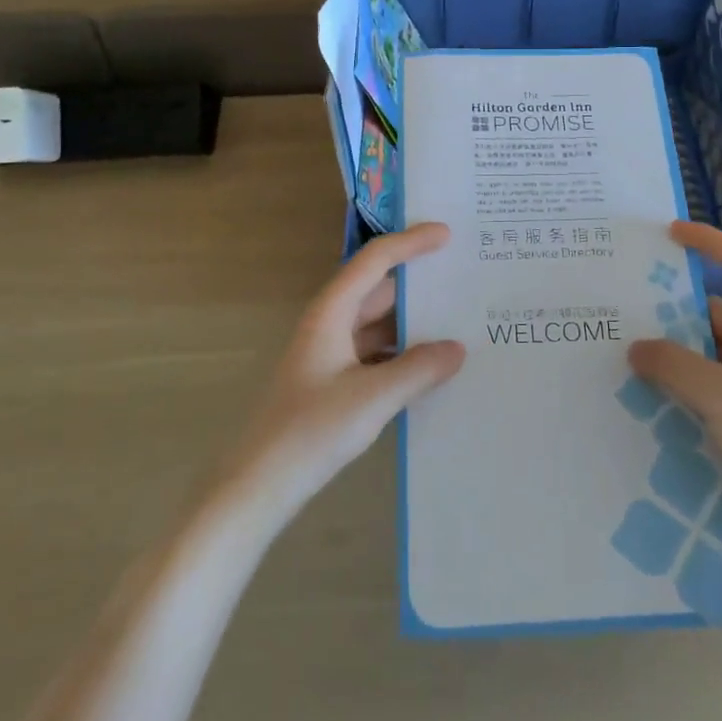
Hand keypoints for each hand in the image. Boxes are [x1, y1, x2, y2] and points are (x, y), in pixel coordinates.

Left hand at [221, 223, 464, 521]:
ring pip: (379, 324)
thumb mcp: (372, 399)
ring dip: (413, 323)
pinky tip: (432, 368)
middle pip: (378, 290)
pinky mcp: (333, 382)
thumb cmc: (310, 431)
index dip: (410, 242)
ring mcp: (330, 354)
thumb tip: (458, 348)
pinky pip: (376, 354)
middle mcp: (330, 324)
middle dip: (418, 283)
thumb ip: (418, 370)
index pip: (375, 261)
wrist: (258, 485)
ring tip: (459, 321)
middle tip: (463, 278)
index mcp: (331, 313)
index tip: (447, 235)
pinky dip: (403, 353)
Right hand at [629, 221, 721, 550]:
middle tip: (626, 307)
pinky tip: (649, 393)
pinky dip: (685, 384)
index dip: (711, 243)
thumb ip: (675, 365)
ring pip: (712, 354)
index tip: (670, 233)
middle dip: (676, 311)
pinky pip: (713, 386)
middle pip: (720, 313)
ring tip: (626, 350)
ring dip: (676, 353)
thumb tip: (636, 348)